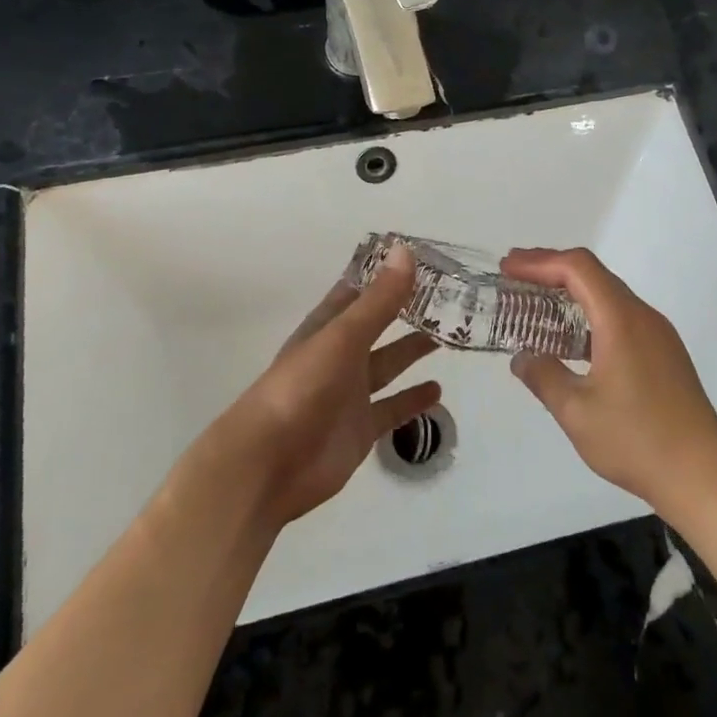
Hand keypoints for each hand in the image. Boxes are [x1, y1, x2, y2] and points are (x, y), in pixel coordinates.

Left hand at [222, 244, 441, 525]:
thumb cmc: (300, 390)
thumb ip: (378, 301)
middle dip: (405, 311)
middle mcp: (339, 356)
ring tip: (447, 337)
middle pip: (377, 326)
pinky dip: (413, 400)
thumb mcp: (342, 338)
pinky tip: (437, 391)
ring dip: (411, 351)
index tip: (420, 258)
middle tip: (447, 296)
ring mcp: (349, 394)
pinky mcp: (360, 429)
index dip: (383, 275)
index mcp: (327, 328)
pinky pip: (392, 409)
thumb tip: (406, 251)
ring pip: (387, 365)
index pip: (357, 291)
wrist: (268, 465)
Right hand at [501, 247, 716, 515]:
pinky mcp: (665, 354)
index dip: (539, 262)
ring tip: (536, 304)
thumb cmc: (636, 440)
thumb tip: (522, 357)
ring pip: (609, 296)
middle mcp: (643, 316)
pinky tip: (572, 341)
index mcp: (621, 319)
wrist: (702, 476)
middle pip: (594, 275)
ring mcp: (659, 335)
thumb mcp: (576, 412)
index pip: (578, 268)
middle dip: (551, 270)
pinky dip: (590, 315)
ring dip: (572, 293)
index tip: (507, 267)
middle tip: (514, 277)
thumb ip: (544, 377)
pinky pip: (622, 318)